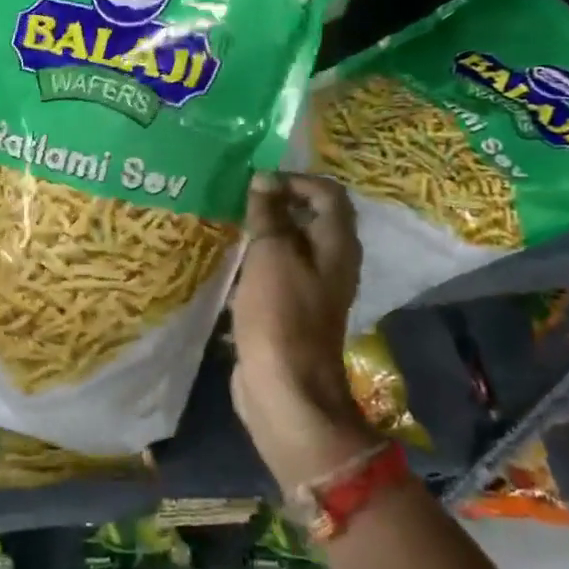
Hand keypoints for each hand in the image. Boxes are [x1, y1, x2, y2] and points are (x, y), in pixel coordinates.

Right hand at [229, 173, 374, 491]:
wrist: (284, 388)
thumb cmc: (280, 316)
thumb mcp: (271, 256)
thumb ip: (269, 215)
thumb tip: (265, 179)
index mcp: (337, 245)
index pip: (328, 194)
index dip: (295, 180)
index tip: (257, 183)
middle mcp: (332, 263)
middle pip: (312, 218)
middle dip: (278, 203)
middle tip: (240, 199)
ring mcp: (312, 289)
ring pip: (292, 246)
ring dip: (266, 232)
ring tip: (232, 225)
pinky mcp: (291, 311)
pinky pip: (278, 272)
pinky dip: (259, 261)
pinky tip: (231, 263)